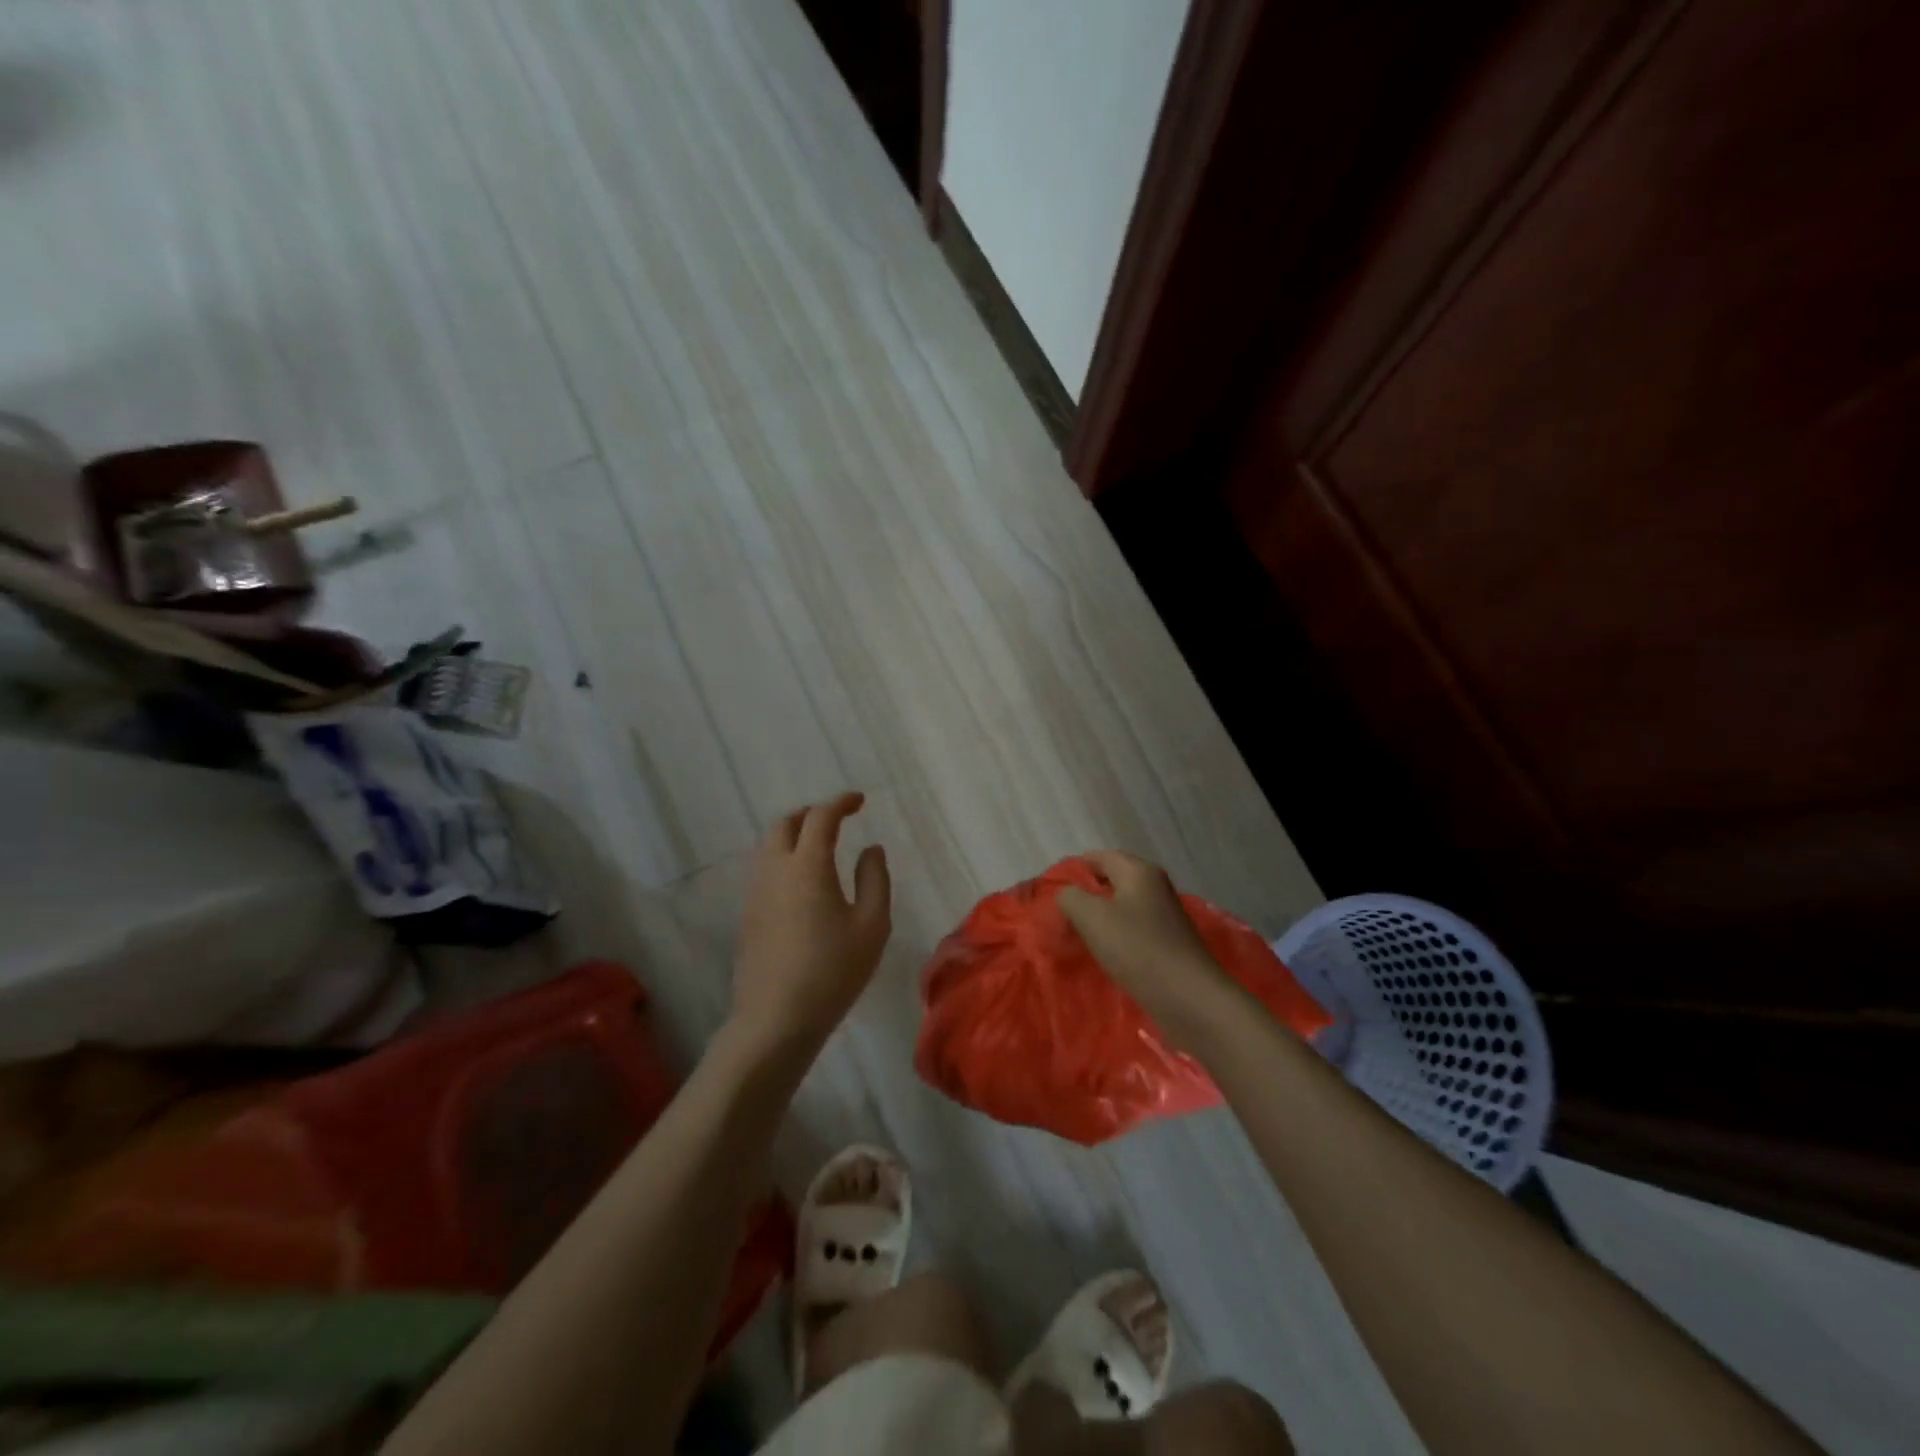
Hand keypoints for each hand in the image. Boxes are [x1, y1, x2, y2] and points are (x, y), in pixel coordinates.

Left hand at [730, 792, 890, 1053]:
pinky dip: (784, 859)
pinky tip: (802, 883)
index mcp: (807, 865)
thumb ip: (875, 879)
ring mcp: (755, 892)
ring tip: (820, 847)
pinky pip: (764, 869)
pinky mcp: (747, 915)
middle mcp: (775, 870)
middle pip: (785, 824)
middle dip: (811, 813)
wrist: (775, 1019)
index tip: (859, 801)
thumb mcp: (872, 925)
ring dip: (794, 835)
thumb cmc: (833, 971)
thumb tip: (871, 849)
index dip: (841, 803)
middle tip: (836, 820)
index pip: (821, 817)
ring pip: (769, 846)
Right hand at [1057, 851, 1235, 1032]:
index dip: (1075, 869)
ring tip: (1079, 936)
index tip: (1052, 891)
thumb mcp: (1091, 917)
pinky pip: (1134, 930)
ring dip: (1101, 918)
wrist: (1189, 998)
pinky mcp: (1169, 943)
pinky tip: (1106, 955)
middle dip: (1087, 895)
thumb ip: (1070, 898)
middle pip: (1113, 880)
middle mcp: (1155, 886)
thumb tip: (1068, 895)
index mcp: (1139, 871)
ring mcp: (1165, 915)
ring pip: (1123, 907)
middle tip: (1062, 915)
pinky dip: (1117, 937)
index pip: (1100, 856)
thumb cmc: (1138, 949)